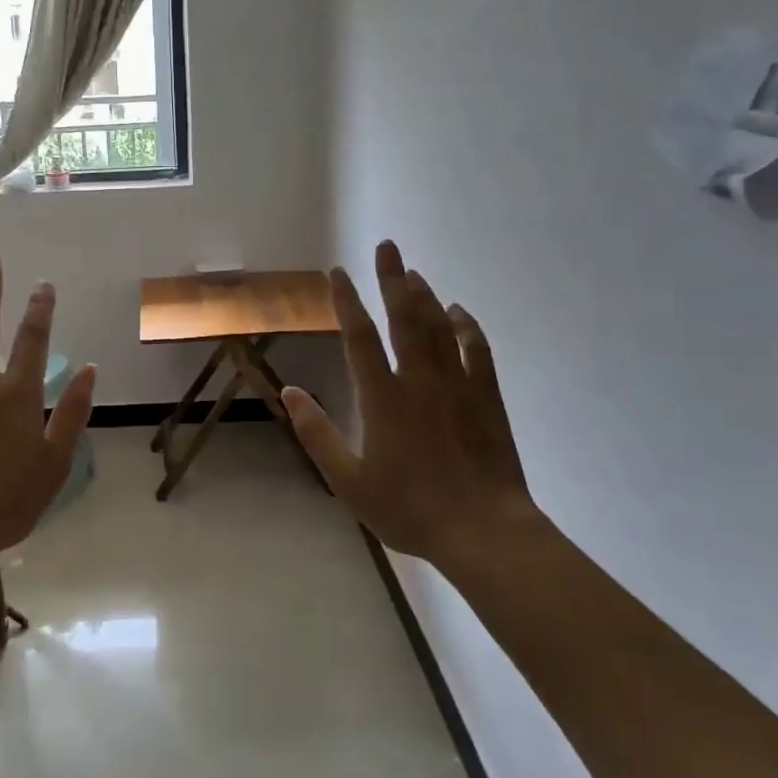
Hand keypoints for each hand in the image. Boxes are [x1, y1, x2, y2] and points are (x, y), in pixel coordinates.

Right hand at [282, 240, 537, 566]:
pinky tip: (458, 312)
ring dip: (425, 296)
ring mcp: (457, 385)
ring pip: (439, 327)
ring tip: (413, 273)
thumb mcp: (349, 481)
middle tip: (388, 246)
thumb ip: (317, 433)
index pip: (360, 338)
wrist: (482, 530)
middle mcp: (419, 380)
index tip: (338, 273)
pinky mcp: (486, 396)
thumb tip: (290, 391)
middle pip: (404, 318)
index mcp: (383, 399)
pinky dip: (465, 326)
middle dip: (392, 279)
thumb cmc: (409, 508)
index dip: (347, 303)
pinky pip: (476, 349)